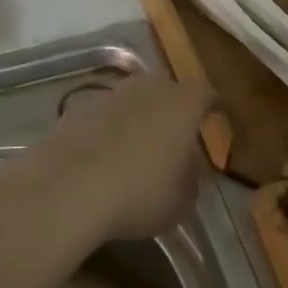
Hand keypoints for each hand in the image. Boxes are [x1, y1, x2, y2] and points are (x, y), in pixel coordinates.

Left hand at [18, 72, 215, 243]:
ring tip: (138, 146)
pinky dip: (108, 128)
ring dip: (138, 115)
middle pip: (167, 87)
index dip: (212, 105)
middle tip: (175, 132)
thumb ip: (190, 177)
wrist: (70, 187)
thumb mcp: (182, 200)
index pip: (206, 93)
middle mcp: (148, 87)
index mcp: (183, 102)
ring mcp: (110, 93)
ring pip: (133, 97)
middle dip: (173, 106)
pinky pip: (104, 114)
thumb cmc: (140, 192)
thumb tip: (184, 166)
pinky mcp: (78, 107)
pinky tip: (104, 155)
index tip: (217, 117)